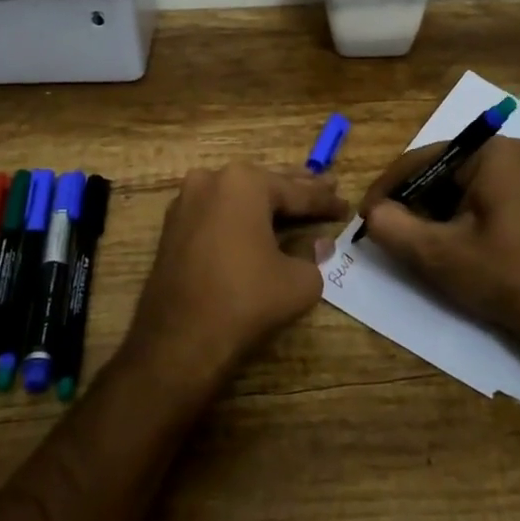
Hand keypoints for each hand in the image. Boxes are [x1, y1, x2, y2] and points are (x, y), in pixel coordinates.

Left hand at [126, 164, 347, 389]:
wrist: (179, 340)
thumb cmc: (245, 300)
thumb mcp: (299, 280)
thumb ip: (313, 255)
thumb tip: (318, 244)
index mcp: (244, 182)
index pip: (296, 191)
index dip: (325, 201)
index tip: (346, 205)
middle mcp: (211, 180)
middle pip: (265, 185)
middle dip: (297, 189)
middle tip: (327, 186)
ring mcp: (186, 201)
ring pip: (238, 196)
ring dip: (266, 202)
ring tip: (296, 201)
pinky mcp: (173, 227)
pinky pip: (218, 213)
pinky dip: (240, 217)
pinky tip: (259, 223)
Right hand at [359, 137, 519, 339]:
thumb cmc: (506, 276)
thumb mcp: (438, 253)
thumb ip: (393, 227)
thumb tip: (372, 213)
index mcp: (490, 154)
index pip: (421, 160)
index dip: (387, 189)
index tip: (363, 219)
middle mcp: (504, 156)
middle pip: (437, 174)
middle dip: (409, 204)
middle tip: (384, 235)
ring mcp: (516, 179)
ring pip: (451, 191)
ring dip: (427, 217)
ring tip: (408, 246)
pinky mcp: (519, 204)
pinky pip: (471, 203)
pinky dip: (450, 224)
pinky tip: (439, 250)